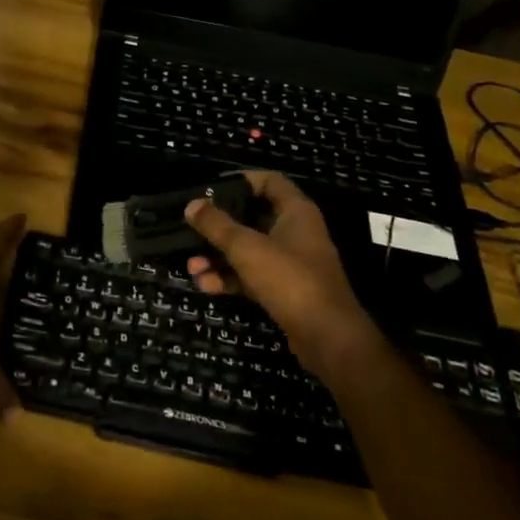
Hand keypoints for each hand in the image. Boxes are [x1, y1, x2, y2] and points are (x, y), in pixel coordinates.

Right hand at [184, 173, 381, 380]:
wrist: (328, 339)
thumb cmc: (289, 279)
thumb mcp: (246, 247)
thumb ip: (217, 225)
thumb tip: (192, 205)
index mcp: (295, 211)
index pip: (269, 181)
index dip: (241, 180)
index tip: (211, 189)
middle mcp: (295, 232)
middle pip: (252, 217)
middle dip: (220, 227)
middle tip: (193, 230)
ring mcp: (291, 263)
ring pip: (249, 250)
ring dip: (219, 257)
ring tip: (192, 268)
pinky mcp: (285, 290)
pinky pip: (252, 275)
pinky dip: (230, 278)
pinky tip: (205, 286)